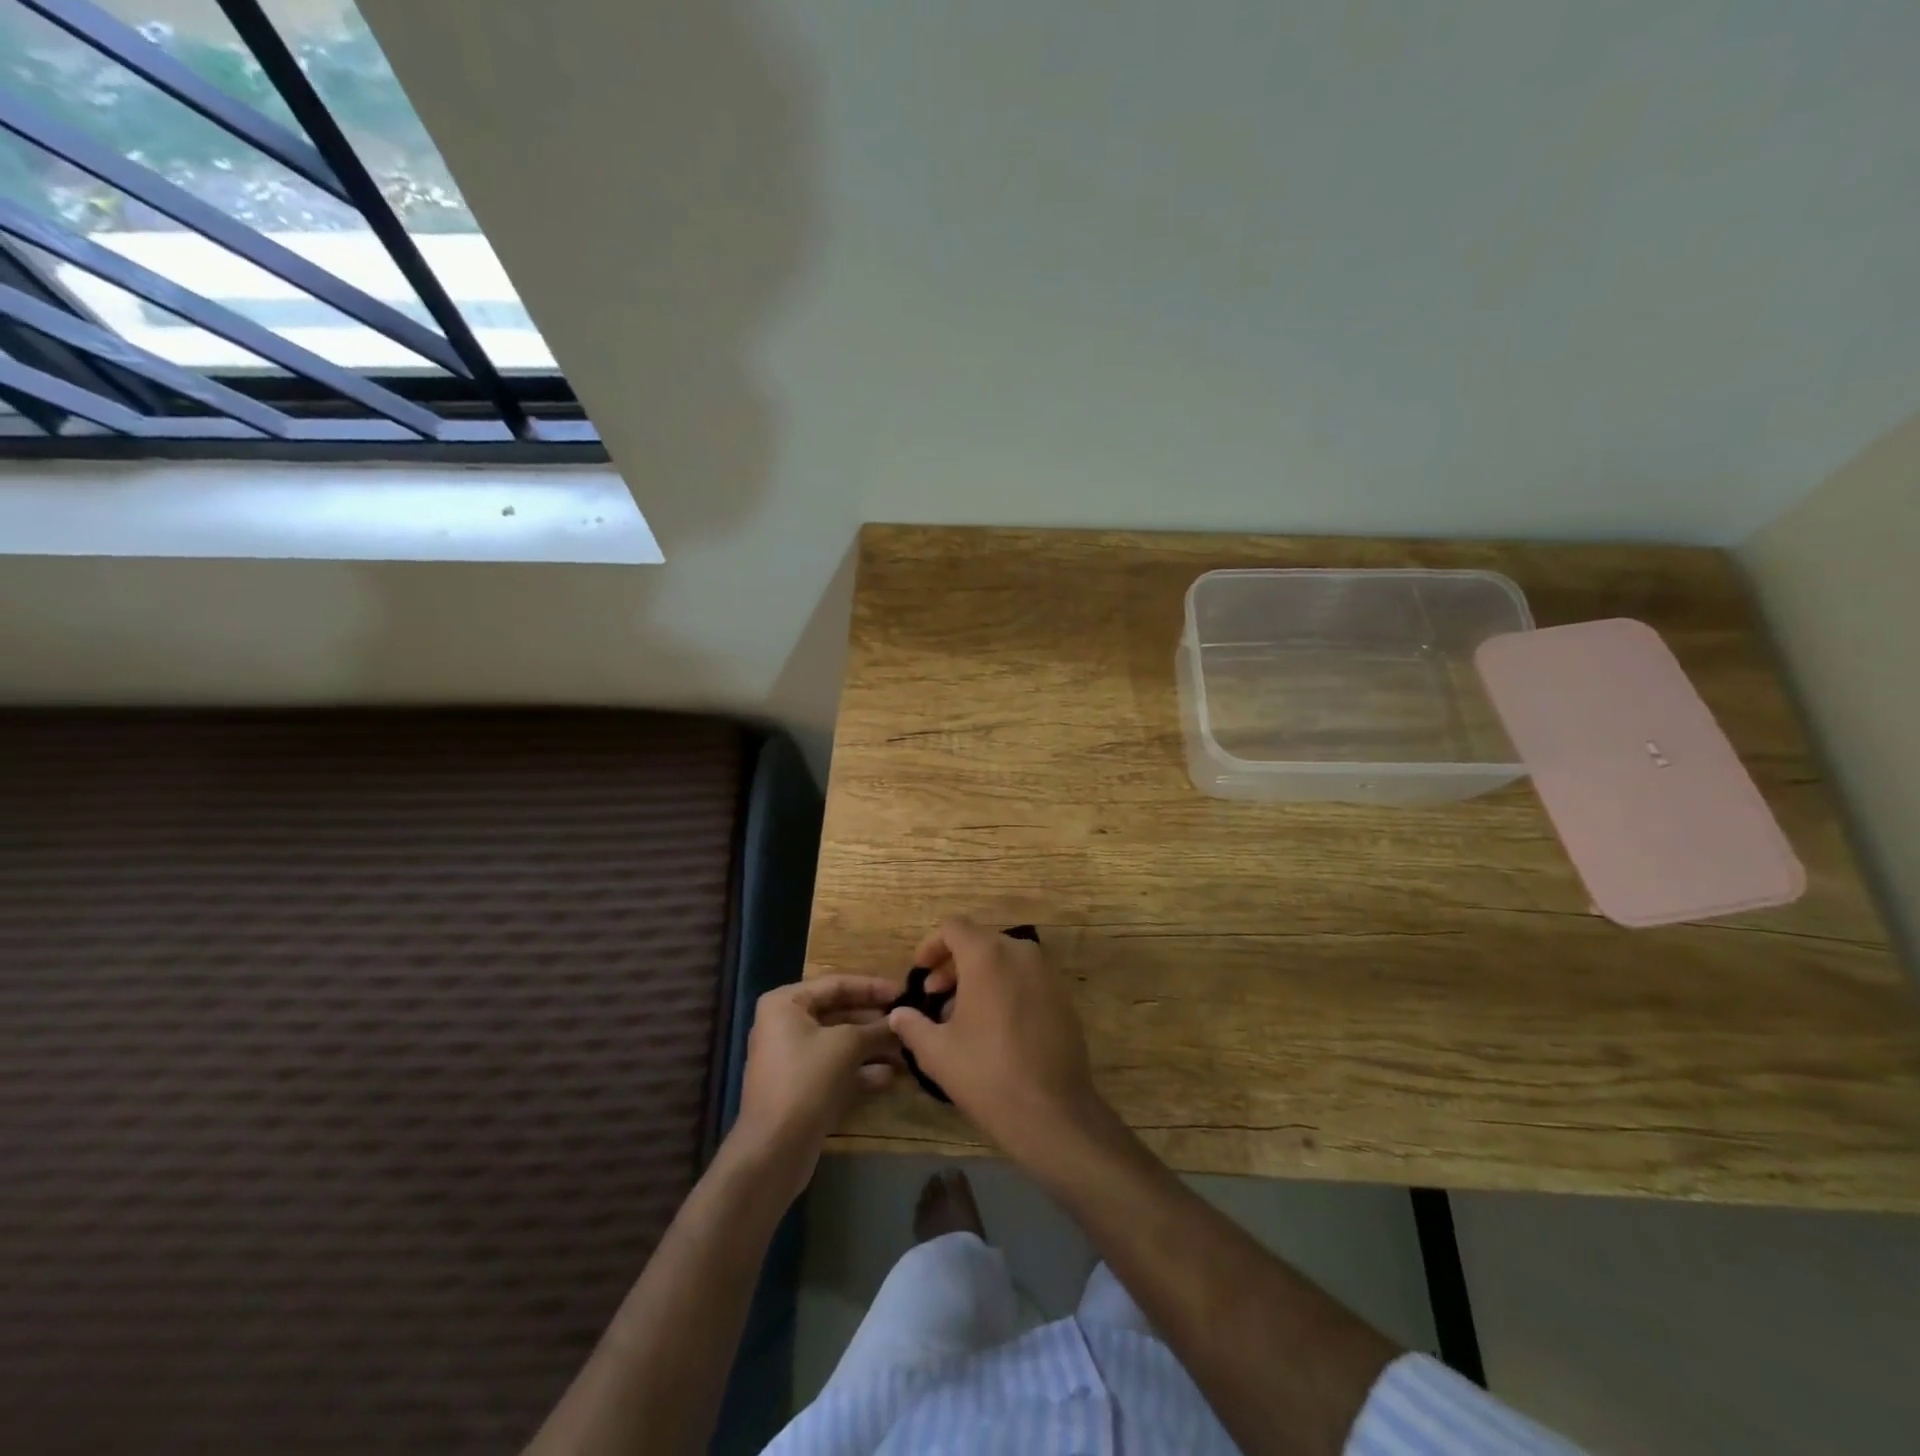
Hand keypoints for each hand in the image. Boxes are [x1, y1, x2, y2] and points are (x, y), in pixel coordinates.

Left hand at [731, 977, 899, 1196]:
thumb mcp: (846, 1045)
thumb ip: (877, 1028)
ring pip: (840, 1043)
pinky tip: (890, 1076)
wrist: (774, 1150)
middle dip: (874, 1020)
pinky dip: (861, 1070)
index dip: (872, 987)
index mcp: (786, 1004)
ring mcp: (793, 1059)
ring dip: (872, 1046)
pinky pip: (835, 1068)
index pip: (836, 984)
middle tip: (908, 1021)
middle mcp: (785, 1025)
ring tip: (907, 1049)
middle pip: (839, 1013)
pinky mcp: (802, 1088)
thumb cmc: (806, 1080)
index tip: (903, 992)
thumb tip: (902, 1019)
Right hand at [888, 917, 1109, 1165]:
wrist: (1053, 1112)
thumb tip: (898, 1014)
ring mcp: (1047, 973)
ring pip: (1004, 959)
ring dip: (979, 976)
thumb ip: (912, 1025)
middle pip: (980, 942)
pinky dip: (1005, 987)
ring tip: (961, 1015)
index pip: (954, 927)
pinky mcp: (1063, 995)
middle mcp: (1021, 953)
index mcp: (987, 956)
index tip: (920, 973)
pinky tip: (994, 1026)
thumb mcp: (937, 1053)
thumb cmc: (987, 1075)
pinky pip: (1026, 977)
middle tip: (935, 997)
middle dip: (953, 964)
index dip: (932, 945)